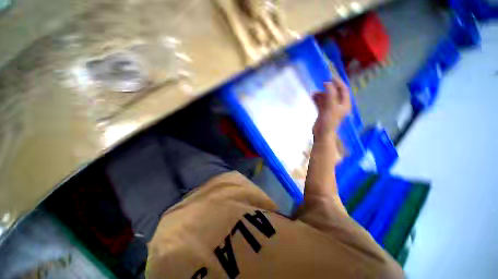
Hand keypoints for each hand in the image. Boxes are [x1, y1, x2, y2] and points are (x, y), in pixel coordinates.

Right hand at [312, 77, 351, 137]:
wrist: (322, 133)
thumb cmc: (329, 120)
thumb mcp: (331, 106)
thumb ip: (330, 93)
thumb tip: (327, 83)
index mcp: (344, 103)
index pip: (344, 90)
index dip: (338, 82)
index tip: (331, 77)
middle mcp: (338, 105)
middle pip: (334, 93)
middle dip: (327, 89)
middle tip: (321, 84)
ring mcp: (330, 108)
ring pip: (326, 98)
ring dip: (320, 94)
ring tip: (313, 93)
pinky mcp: (323, 112)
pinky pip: (320, 102)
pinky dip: (316, 99)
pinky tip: (312, 97)